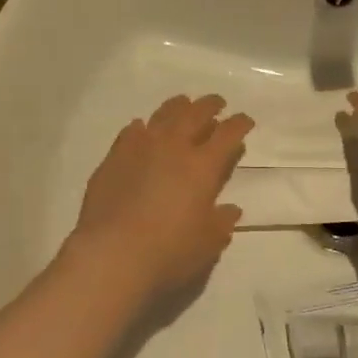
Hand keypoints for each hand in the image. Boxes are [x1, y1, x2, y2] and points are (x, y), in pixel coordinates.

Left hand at [70, 95, 254, 300]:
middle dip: (210, 105)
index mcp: (203, 166)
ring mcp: (140, 148)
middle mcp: (173, 147)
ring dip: (177, 107)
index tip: (245, 120)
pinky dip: (142, 127)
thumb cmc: (169, 252)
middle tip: (217, 103)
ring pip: (163, 115)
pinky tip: (142, 128)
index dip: (239, 124)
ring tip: (183, 104)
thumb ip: (221, 222)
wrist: (112, 254)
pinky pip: (131, 132)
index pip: (227, 134)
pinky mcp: (114, 157)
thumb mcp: (207, 243)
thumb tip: (230, 209)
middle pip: (195, 114)